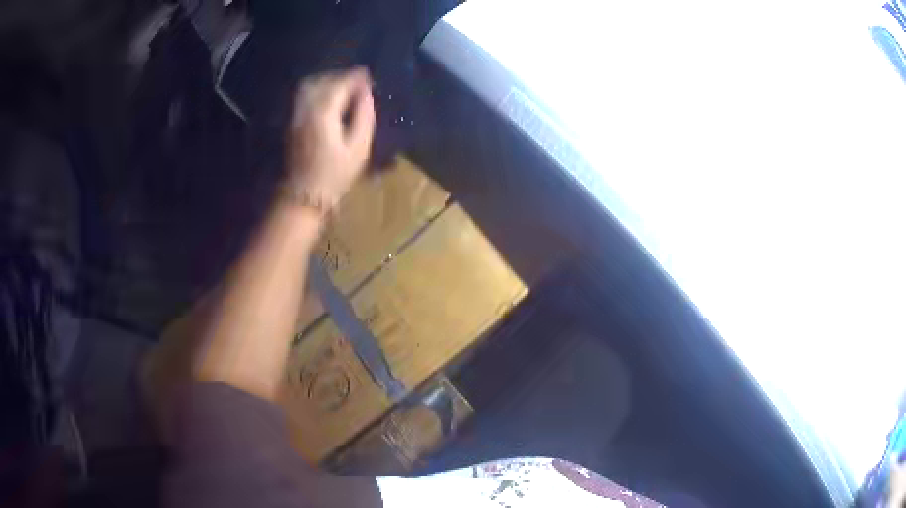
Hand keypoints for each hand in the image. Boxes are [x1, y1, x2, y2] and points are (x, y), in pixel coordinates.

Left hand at [285, 67, 375, 211]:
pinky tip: (328, 98)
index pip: (340, 84)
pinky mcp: (291, 123)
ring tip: (342, 87)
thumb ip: (364, 115)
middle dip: (341, 76)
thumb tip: (366, 93)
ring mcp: (295, 115)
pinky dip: (317, 91)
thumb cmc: (335, 174)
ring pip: (309, 87)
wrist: (304, 194)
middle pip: (322, 81)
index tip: (368, 75)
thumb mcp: (358, 146)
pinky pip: (303, 97)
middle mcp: (306, 108)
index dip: (355, 77)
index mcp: (324, 112)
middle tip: (357, 80)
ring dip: (326, 81)